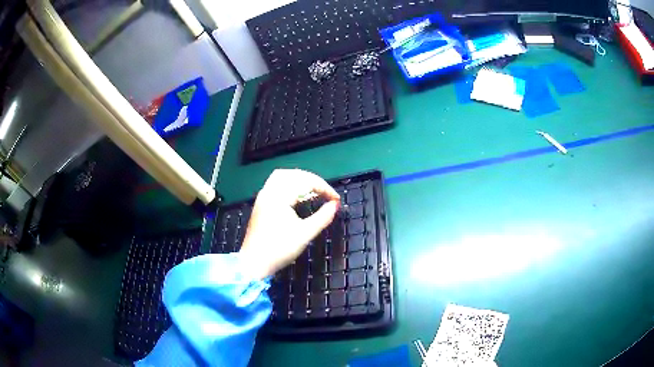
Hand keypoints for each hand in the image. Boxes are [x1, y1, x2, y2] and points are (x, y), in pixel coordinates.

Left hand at [239, 169, 340, 278]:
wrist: (254, 263)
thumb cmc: (279, 249)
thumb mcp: (305, 234)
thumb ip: (323, 217)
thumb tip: (335, 205)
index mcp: (279, 196)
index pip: (305, 181)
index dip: (324, 188)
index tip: (336, 200)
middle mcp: (269, 192)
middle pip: (293, 174)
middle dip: (312, 180)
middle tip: (325, 192)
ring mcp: (263, 197)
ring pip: (282, 177)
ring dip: (300, 181)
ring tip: (313, 192)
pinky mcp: (261, 205)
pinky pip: (276, 185)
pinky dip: (290, 186)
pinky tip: (298, 197)